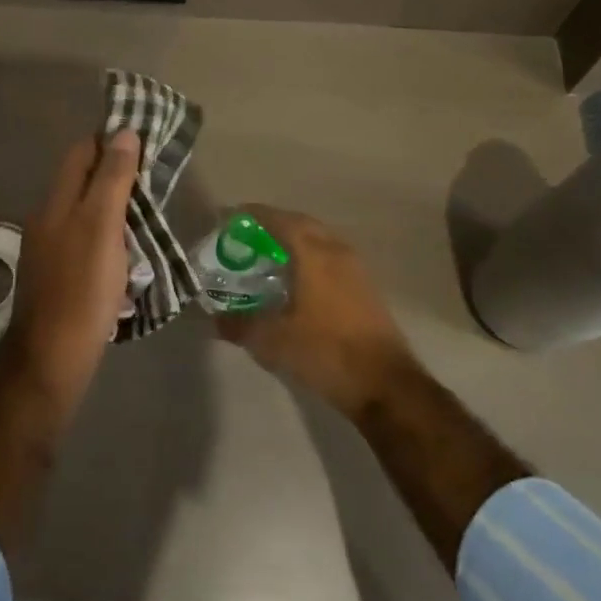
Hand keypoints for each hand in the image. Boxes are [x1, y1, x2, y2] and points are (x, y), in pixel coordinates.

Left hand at [4, 130, 138, 392]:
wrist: (52, 357)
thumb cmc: (82, 287)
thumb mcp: (102, 226)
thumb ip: (111, 179)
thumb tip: (122, 133)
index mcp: (56, 202)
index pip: (81, 153)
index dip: (110, 142)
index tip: (145, 143)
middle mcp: (48, 220)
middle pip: (83, 182)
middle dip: (117, 176)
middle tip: (155, 182)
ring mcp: (51, 250)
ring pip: (87, 214)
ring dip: (117, 210)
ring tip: (149, 217)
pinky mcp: (60, 277)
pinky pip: (88, 244)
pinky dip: (110, 241)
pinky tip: (130, 257)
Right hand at [213, 206, 416, 420]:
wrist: (386, 385)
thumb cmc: (327, 353)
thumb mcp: (273, 342)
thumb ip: (241, 325)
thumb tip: (215, 318)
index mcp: (313, 253)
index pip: (278, 219)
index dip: (251, 215)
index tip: (228, 219)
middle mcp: (336, 250)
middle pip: (300, 223)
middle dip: (272, 225)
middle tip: (246, 237)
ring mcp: (355, 268)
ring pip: (318, 239)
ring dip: (292, 240)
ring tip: (267, 257)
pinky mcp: (364, 287)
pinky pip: (330, 256)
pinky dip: (308, 257)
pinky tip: (295, 281)